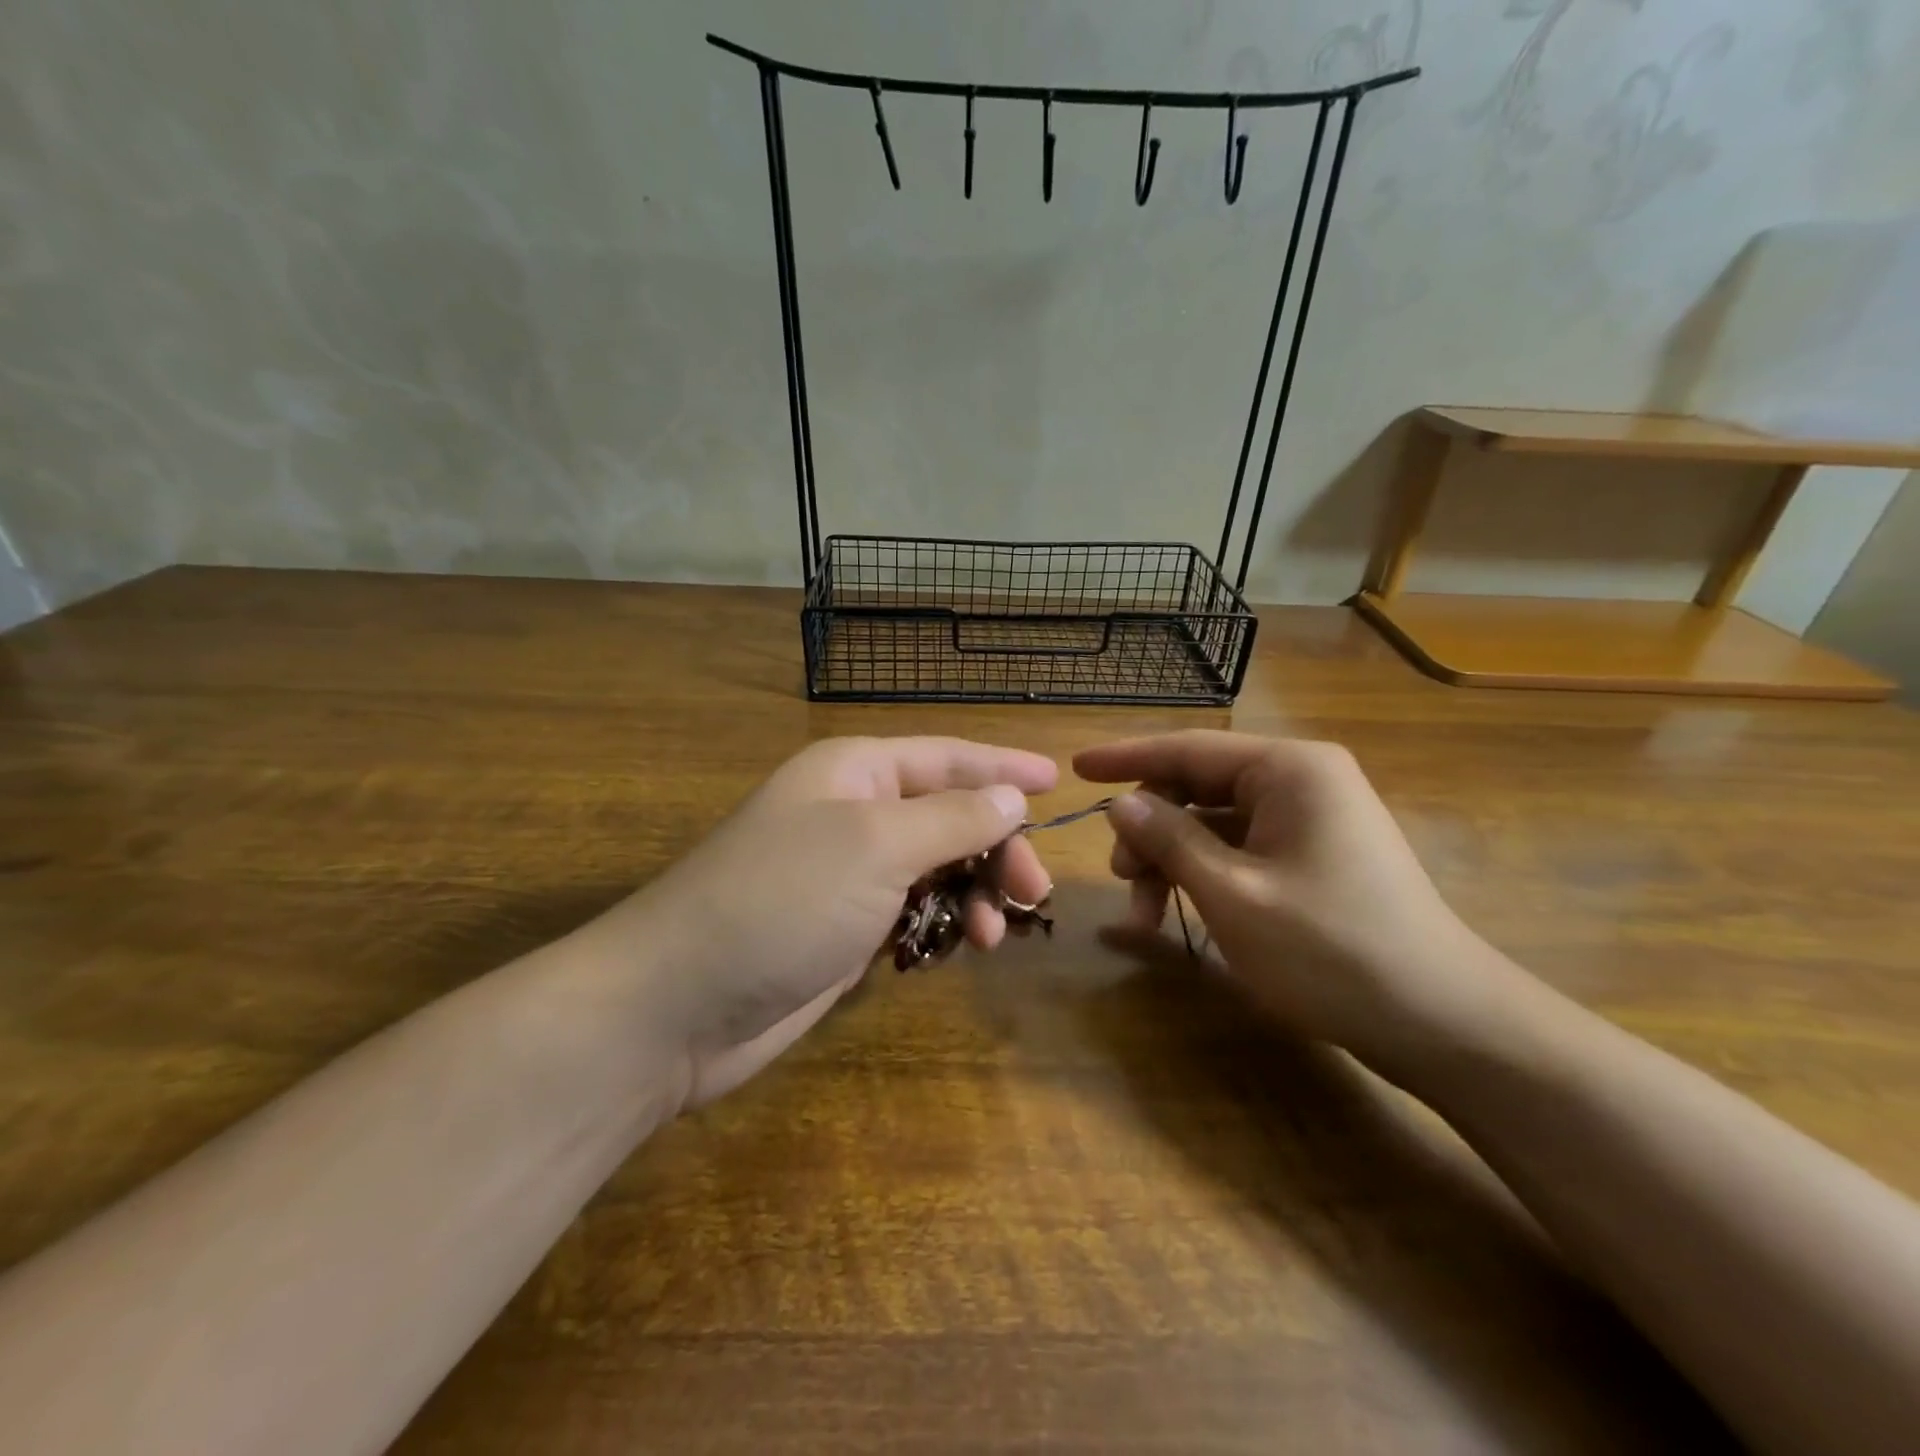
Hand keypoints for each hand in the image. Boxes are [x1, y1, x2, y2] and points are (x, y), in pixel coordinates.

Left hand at [582, 737, 1057, 1108]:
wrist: (679, 1003)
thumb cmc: (782, 898)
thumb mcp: (876, 844)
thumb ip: (951, 818)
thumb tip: (1010, 798)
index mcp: (856, 772)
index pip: (947, 757)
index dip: (1003, 767)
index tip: (1057, 781)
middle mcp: (854, 814)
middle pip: (949, 816)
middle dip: (996, 848)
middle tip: (1033, 891)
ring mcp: (848, 875)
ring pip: (936, 869)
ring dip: (974, 893)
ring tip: (991, 935)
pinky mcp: (844, 929)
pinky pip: (914, 913)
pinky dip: (943, 926)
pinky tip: (956, 949)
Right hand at [1076, 731, 1519, 1071]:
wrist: (1443, 1023)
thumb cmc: (1331, 950)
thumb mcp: (1231, 894)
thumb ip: (1169, 840)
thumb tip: (1122, 803)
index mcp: (1288, 769)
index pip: (1188, 748)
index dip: (1125, 757)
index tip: (1075, 767)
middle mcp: (1301, 780)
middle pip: (1197, 786)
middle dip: (1150, 830)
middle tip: (1119, 880)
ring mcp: (1310, 819)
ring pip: (1213, 823)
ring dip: (1171, 861)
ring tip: (1145, 915)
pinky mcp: (1313, 856)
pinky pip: (1239, 849)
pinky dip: (1203, 876)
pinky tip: (1177, 914)